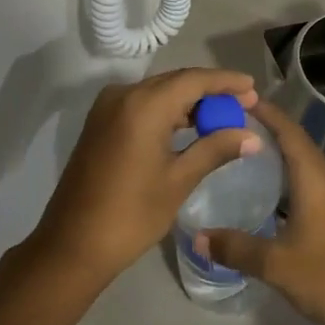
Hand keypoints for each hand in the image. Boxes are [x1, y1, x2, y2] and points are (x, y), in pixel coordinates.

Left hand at [31, 67, 260, 286]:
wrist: (72, 244)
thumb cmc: (131, 214)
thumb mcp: (179, 180)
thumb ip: (216, 149)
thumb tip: (252, 136)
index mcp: (144, 105)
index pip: (194, 80)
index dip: (226, 82)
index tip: (253, 88)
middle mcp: (123, 95)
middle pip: (176, 82)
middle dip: (210, 91)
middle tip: (244, 104)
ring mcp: (108, 107)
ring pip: (158, 93)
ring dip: (189, 102)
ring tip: (223, 117)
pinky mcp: (100, 123)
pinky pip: (142, 105)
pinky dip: (168, 112)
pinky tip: (189, 127)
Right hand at [198, 98, 324, 324]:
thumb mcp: (275, 263)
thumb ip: (236, 247)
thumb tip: (197, 236)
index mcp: (314, 176)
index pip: (287, 130)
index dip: (265, 112)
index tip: (237, 100)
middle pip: (295, 141)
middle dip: (266, 129)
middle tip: (230, 125)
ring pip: (302, 162)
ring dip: (277, 153)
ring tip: (242, 152)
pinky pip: (308, 181)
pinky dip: (286, 176)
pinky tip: (266, 191)